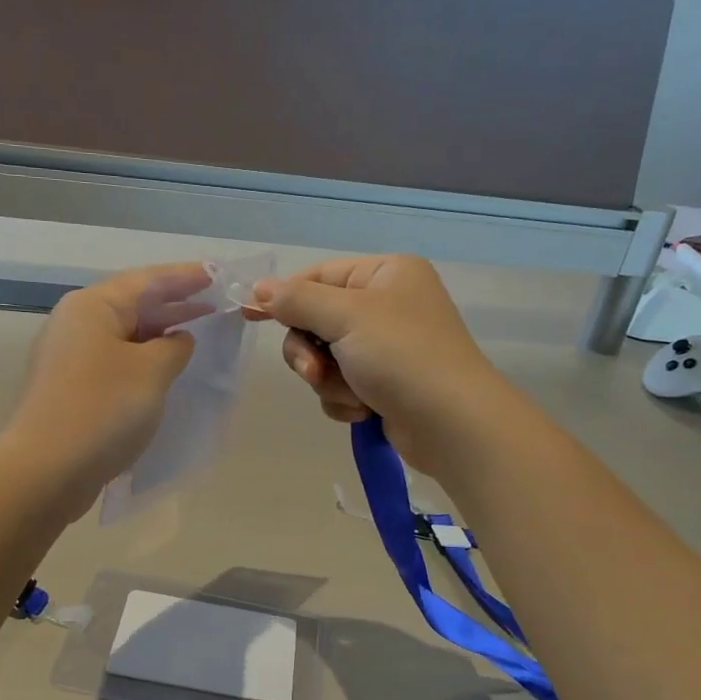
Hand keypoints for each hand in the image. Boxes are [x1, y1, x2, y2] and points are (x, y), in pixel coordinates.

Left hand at [6, 264, 211, 507]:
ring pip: (125, 335)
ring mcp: (69, 357)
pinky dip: (144, 360)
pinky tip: (166, 371)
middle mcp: (76, 323)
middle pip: (133, 304)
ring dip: (160, 334)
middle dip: (175, 304)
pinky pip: (116, 361)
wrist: (46, 471)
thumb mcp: (152, 371)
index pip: (148, 280)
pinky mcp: (70, 388)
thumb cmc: (103, 409)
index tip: (219, 274)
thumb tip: (177, 339)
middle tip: (216, 304)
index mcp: (93, 306)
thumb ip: (174, 347)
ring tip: (198, 334)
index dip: (187, 277)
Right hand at [244, 256, 503, 466]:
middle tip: (316, 370)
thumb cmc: (402, 356)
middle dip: (312, 352)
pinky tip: (365, 411)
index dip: (284, 296)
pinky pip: (341, 385)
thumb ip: (297, 300)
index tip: (248, 313)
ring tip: (354, 396)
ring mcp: (387, 348)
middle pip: (317, 322)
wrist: (451, 425)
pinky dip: (345, 400)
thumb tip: (259, 288)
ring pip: (325, 359)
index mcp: (385, 275)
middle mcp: (387, 305)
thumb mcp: (345, 317)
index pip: (319, 276)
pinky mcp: (384, 385)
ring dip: (330, 381)